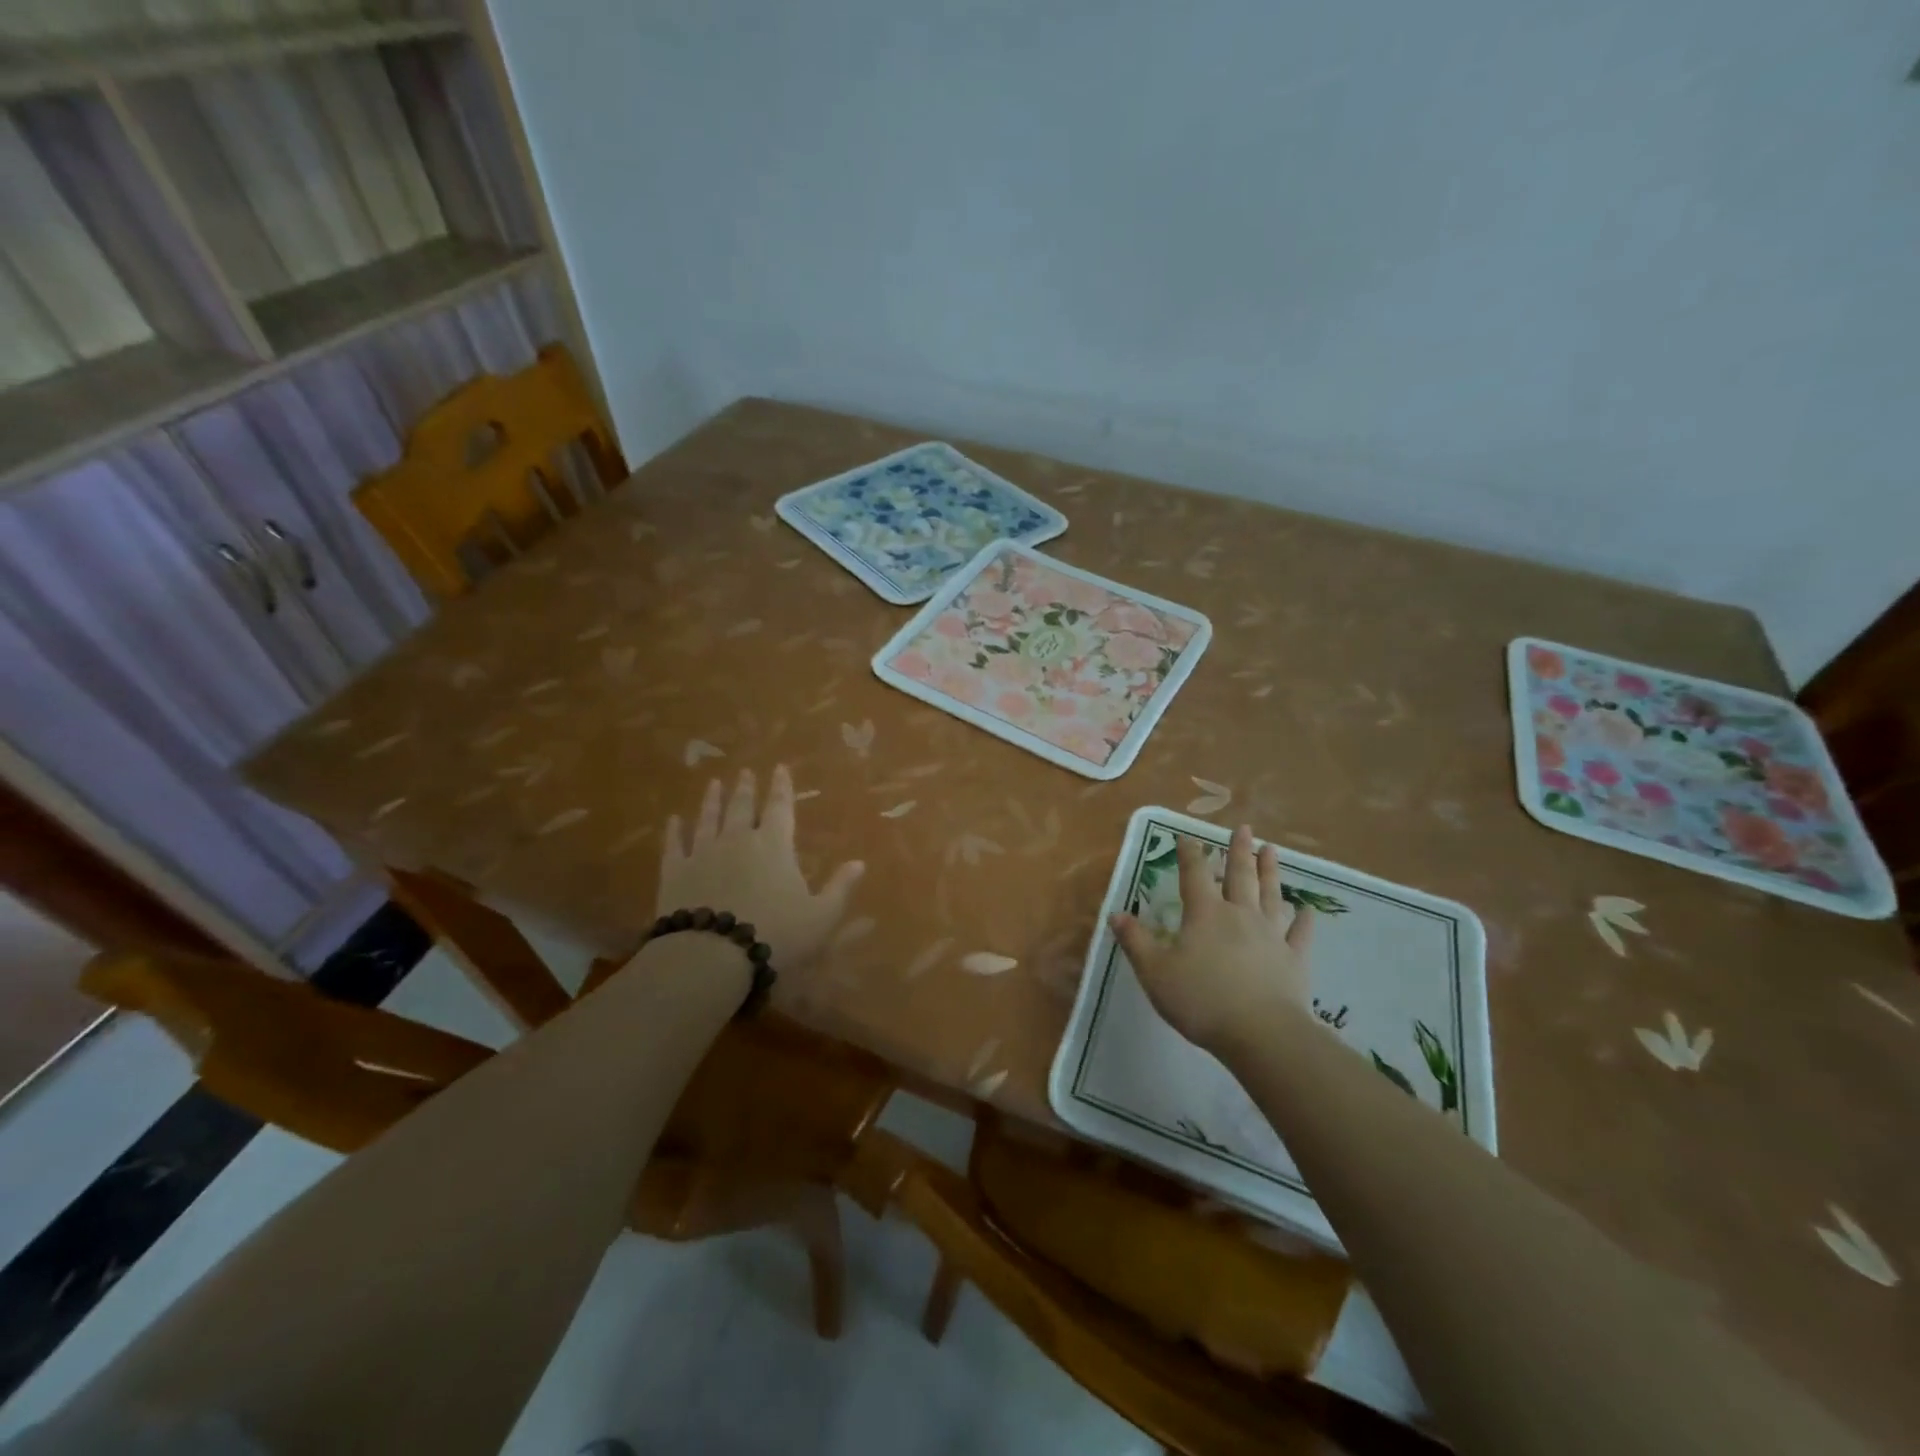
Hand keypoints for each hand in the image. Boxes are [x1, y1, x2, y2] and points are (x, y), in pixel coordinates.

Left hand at [659, 766, 864, 969]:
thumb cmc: (776, 935)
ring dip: (712, 800)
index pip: (781, 807)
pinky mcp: (674, 873)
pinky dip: (674, 831)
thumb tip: (859, 863)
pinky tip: (673, 820)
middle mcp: (738, 840)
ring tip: (714, 784)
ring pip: (708, 819)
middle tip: (745, 771)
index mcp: (775, 846)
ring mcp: (702, 853)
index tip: (779, 768)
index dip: (781, 787)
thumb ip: (840, 888)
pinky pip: (674, 845)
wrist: (711, 956)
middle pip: (742, 807)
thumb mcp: (821, 917)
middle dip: (746, 788)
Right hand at [1109, 824, 1314, 1054]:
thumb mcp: (1155, 972)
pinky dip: (1303, 921)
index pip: (1194, 874)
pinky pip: (1299, 934)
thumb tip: (1116, 914)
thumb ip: (1136, 941)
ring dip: (1270, 871)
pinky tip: (1308, 910)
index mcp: (1205, 914)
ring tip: (1271, 850)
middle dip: (1238, 850)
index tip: (1186, 836)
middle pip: (1239, 875)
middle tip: (1244, 828)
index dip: (1189, 853)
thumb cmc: (1201, 1000)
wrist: (1261, 1034)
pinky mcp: (1294, 960)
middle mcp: (1239, 915)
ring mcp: (1270, 936)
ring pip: (1270, 895)